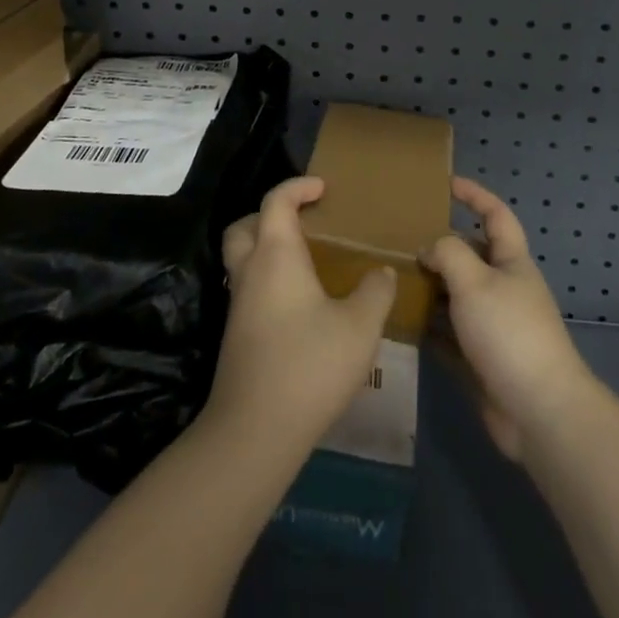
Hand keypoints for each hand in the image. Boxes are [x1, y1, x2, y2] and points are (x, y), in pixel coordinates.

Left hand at [209, 176, 396, 453]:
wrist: (254, 431)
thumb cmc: (309, 365)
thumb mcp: (360, 327)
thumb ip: (375, 292)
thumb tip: (382, 272)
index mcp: (276, 255)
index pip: (276, 201)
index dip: (298, 186)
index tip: (323, 187)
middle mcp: (250, 272)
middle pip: (245, 225)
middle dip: (269, 214)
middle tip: (303, 222)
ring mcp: (238, 305)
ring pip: (242, 258)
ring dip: (266, 248)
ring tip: (306, 261)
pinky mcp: (236, 334)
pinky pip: (248, 288)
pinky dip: (268, 279)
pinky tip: (299, 304)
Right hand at [421, 176, 597, 462]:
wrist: (538, 411)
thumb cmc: (509, 333)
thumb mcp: (475, 281)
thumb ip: (448, 254)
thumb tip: (429, 249)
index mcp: (512, 263)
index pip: (495, 216)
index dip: (474, 195)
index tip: (446, 183)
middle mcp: (504, 289)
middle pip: (471, 256)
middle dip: (441, 246)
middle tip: (401, 238)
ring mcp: (493, 327)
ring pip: (456, 296)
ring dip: (430, 288)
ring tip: (393, 277)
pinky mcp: (481, 360)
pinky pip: (448, 334)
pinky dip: (428, 327)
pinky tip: (401, 322)